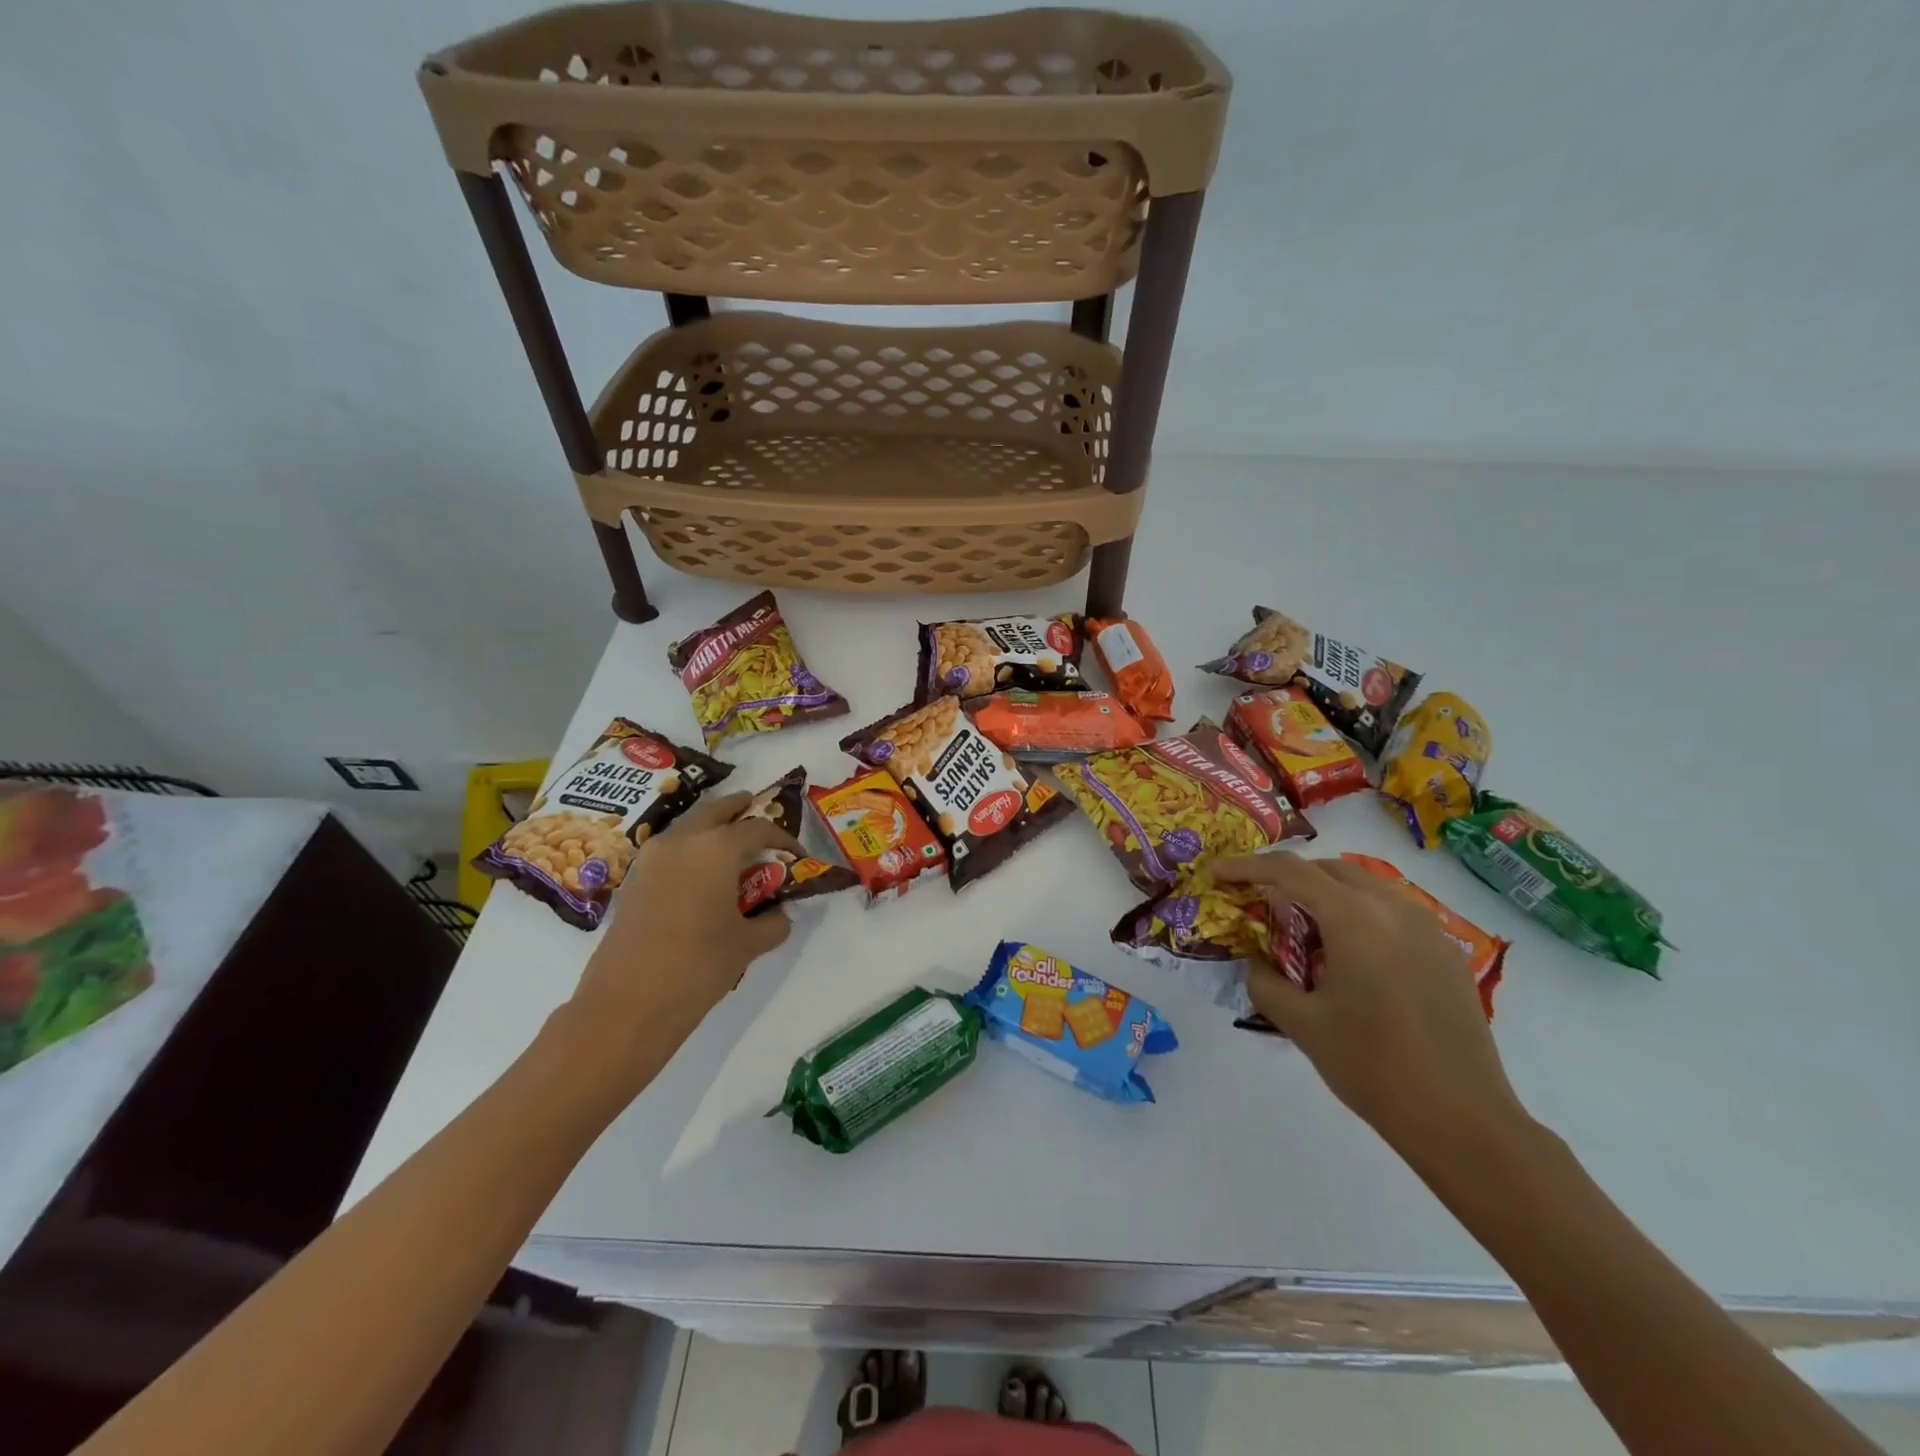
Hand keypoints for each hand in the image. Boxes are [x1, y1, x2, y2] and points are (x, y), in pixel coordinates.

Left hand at [571, 791, 800, 1050]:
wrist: (626, 1005)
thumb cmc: (697, 967)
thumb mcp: (747, 945)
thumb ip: (773, 923)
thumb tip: (780, 915)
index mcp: (715, 848)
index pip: (758, 828)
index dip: (783, 838)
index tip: (798, 855)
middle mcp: (681, 841)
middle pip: (715, 811)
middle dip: (738, 809)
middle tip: (756, 808)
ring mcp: (651, 859)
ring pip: (688, 827)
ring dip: (711, 828)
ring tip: (731, 844)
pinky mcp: (634, 881)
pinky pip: (669, 851)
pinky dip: (690, 850)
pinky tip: (702, 875)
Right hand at [1213, 852, 1528, 1159]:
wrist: (1462, 1120)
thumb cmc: (1372, 1066)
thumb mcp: (1301, 1024)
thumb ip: (1265, 982)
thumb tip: (1256, 963)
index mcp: (1354, 918)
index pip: (1289, 871)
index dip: (1247, 866)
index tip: (1217, 873)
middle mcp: (1393, 908)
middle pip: (1330, 870)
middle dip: (1289, 876)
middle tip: (1259, 901)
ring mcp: (1428, 929)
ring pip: (1365, 887)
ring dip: (1326, 894)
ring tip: (1302, 930)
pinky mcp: (1446, 954)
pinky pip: (1392, 913)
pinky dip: (1359, 916)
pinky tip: (1349, 958)